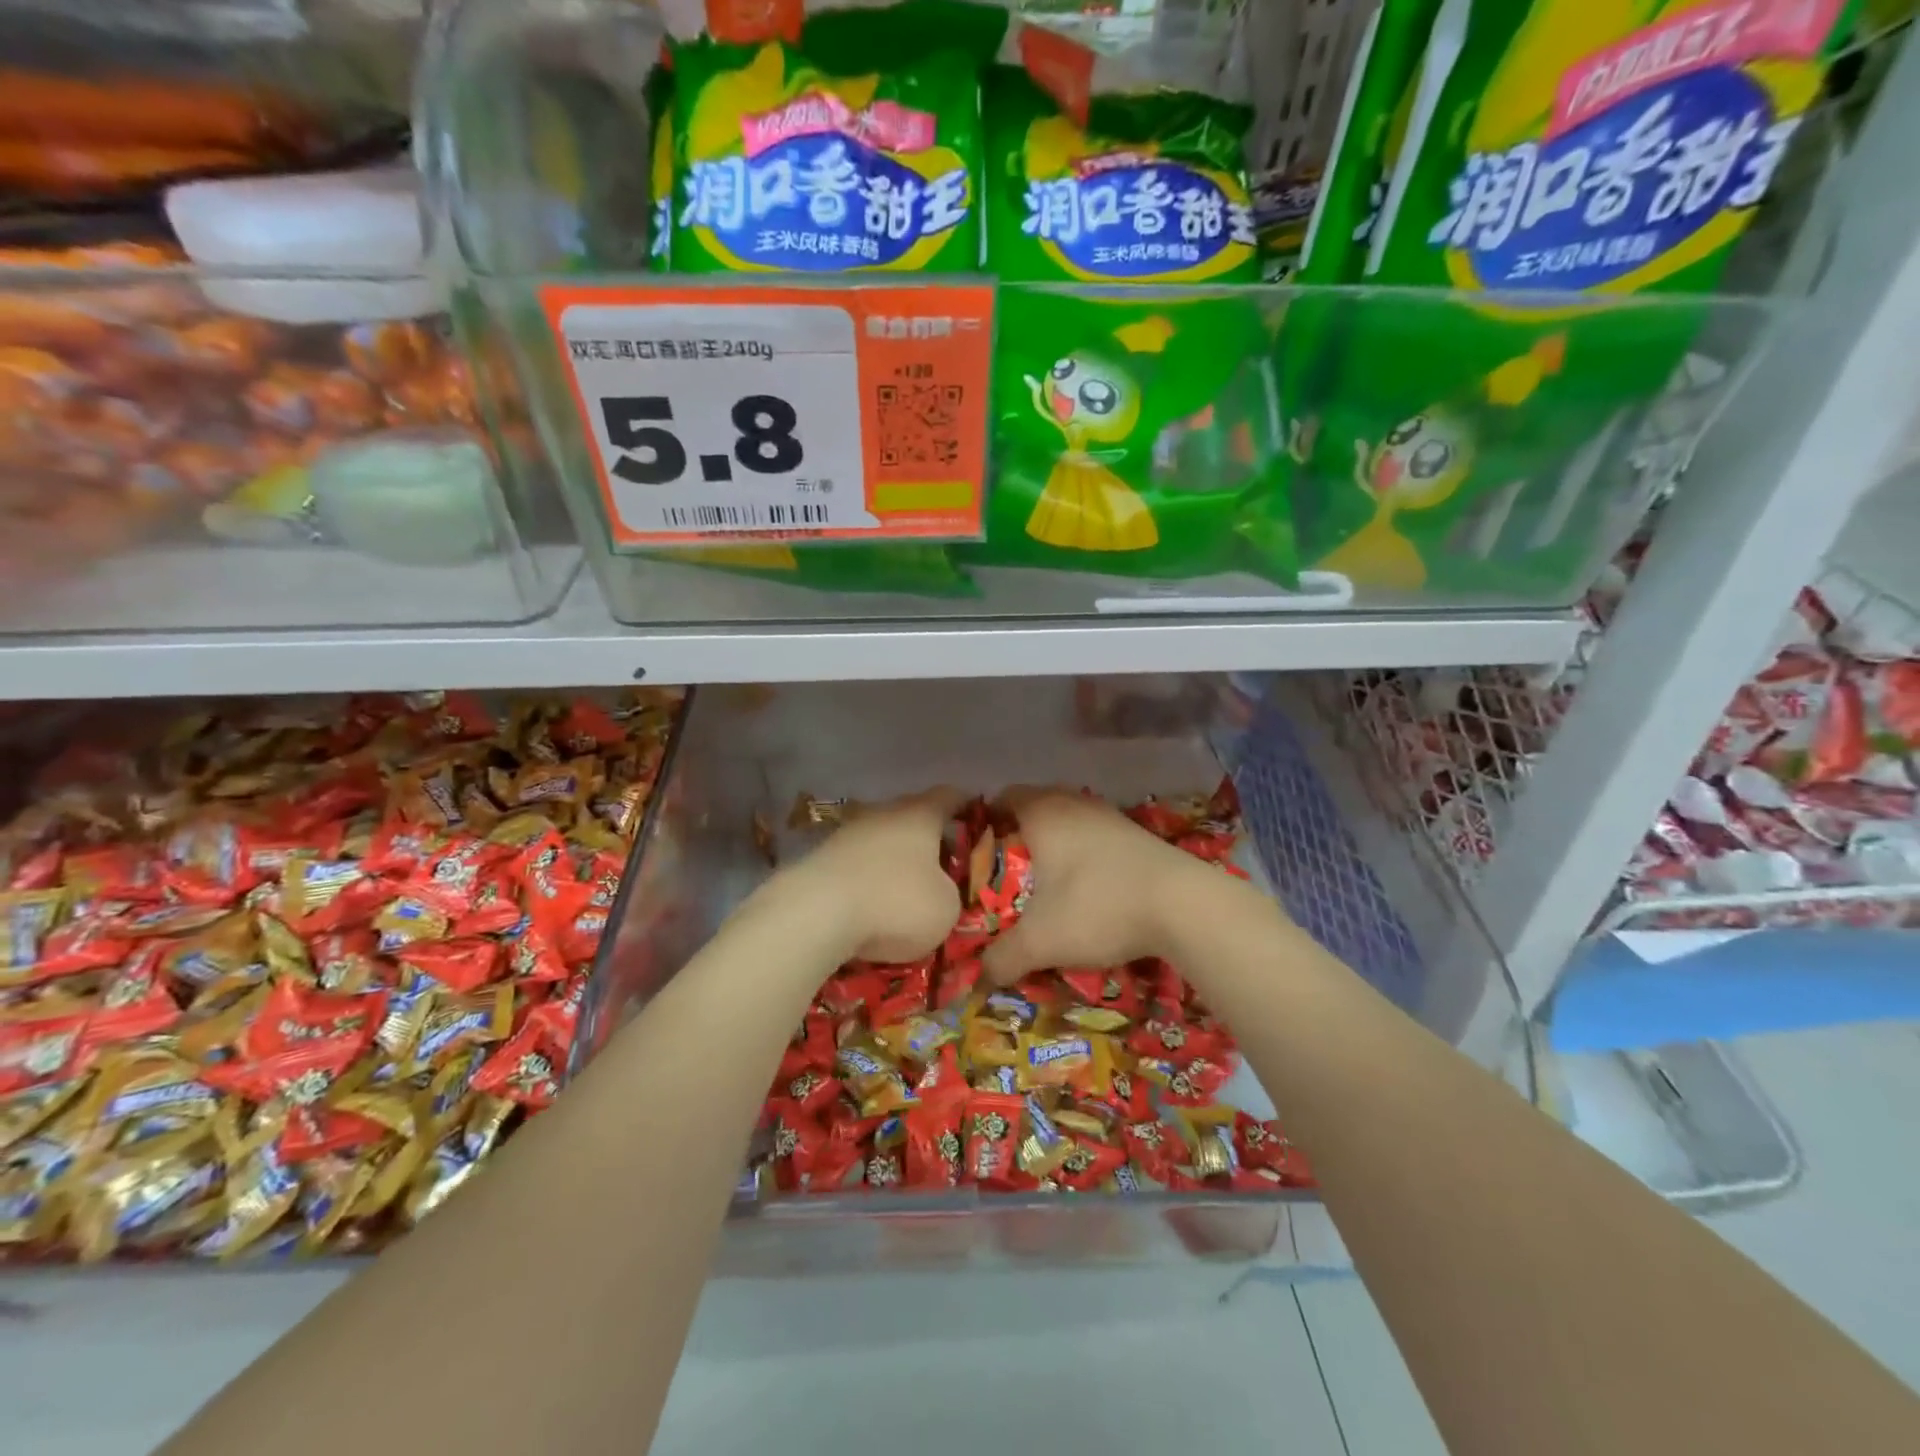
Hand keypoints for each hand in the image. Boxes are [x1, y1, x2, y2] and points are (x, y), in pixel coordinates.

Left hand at [788, 788, 965, 963]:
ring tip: (904, 890)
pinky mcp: (819, 858)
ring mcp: (846, 833)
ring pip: (880, 839)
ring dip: (893, 860)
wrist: (814, 915)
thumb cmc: (895, 903)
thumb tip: (937, 890)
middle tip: (944, 864)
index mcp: (920, 814)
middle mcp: (883, 812)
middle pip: (912, 816)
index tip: (977, 818)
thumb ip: (950, 892)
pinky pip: (855, 864)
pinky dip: (866, 879)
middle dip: (928, 838)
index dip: (966, 805)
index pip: (950, 795)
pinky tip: (870, 905)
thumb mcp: (946, 908)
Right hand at [982, 788, 1209, 985]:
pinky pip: (1097, 835)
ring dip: (1056, 843)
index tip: (977, 853)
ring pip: (1070, 820)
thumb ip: (1003, 957)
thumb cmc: (1098, 907)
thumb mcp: (1041, 941)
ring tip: (1047, 881)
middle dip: (1020, 835)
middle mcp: (1075, 804)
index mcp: (1043, 813)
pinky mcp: (1138, 834)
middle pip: (1036, 806)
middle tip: (1008, 871)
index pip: (1003, 797)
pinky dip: (1086, 853)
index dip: (986, 821)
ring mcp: (1111, 816)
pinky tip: (1088, 886)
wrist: (1184, 905)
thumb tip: (980, 975)